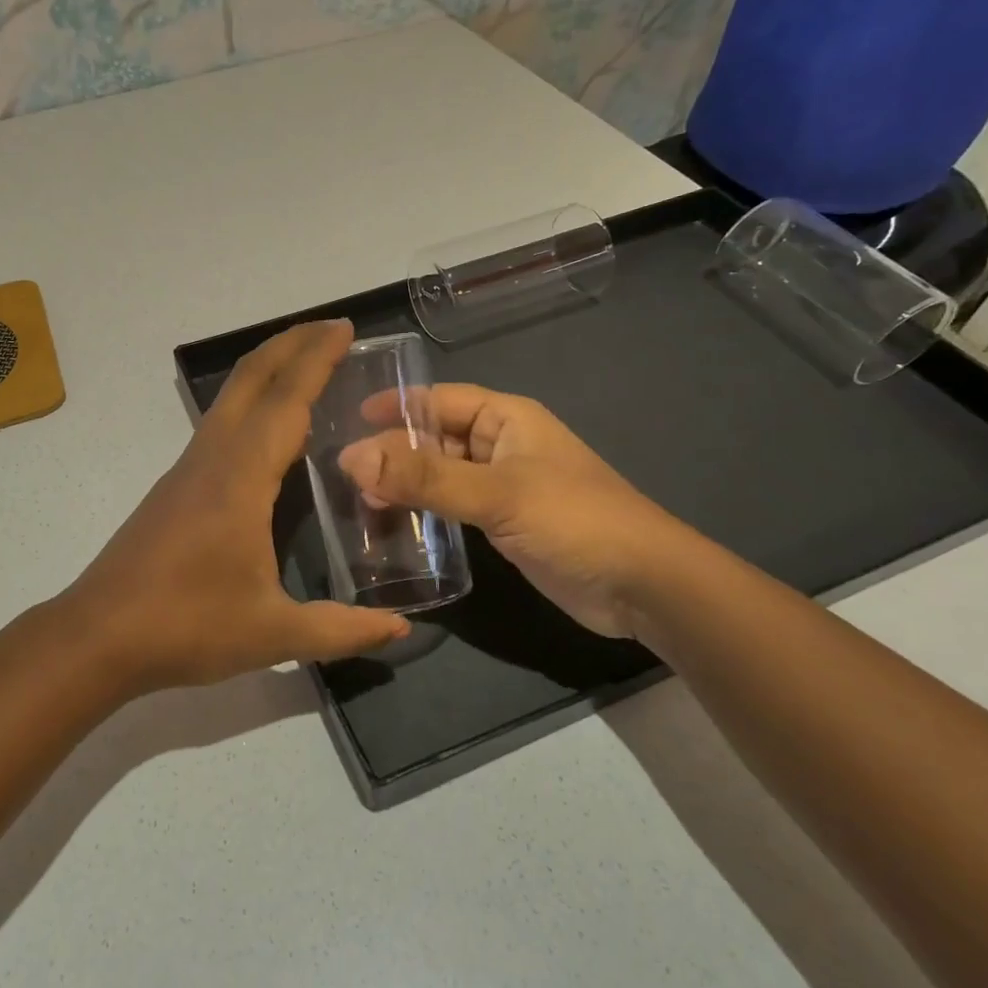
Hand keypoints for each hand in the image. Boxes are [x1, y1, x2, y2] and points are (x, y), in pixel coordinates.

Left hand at [58, 320, 410, 693]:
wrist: (98, 636)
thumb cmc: (187, 626)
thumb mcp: (273, 633)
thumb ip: (342, 630)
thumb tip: (401, 630)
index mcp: (241, 477)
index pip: (287, 401)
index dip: (317, 359)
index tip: (345, 328)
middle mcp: (213, 457)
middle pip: (250, 378)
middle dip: (291, 344)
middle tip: (332, 329)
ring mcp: (189, 468)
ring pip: (231, 397)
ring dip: (269, 370)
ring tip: (308, 367)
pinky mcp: (176, 486)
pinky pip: (221, 423)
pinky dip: (252, 403)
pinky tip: (271, 431)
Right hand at [337, 385, 695, 641]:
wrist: (643, 587)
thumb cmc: (574, 521)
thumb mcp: (496, 494)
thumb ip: (424, 477)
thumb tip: (351, 457)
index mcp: (506, 418)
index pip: (438, 400)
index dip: (395, 406)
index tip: (347, 420)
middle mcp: (501, 445)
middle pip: (434, 438)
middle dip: (392, 452)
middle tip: (344, 476)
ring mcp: (503, 486)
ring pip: (440, 474)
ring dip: (404, 484)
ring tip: (359, 502)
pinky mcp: (503, 523)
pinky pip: (452, 506)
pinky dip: (423, 511)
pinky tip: (394, 525)